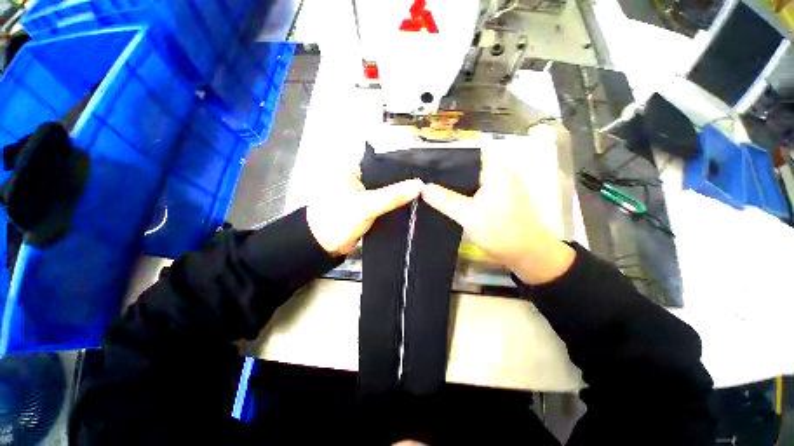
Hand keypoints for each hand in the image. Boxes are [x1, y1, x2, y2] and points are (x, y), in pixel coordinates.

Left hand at [307, 170, 423, 255]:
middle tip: (423, 190)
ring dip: (397, 200)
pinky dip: (392, 210)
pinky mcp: (366, 212)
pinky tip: (407, 210)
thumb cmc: (337, 220)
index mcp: (354, 172)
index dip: (401, 171)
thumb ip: (392, 196)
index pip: (383, 167)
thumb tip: (418, 185)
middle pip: (385, 182)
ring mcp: (363, 198)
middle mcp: (359, 183)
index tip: (421, 176)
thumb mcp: (366, 205)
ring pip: (385, 196)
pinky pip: (383, 208)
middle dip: (401, 187)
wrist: (323, 248)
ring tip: (420, 199)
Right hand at [421, 157, 574, 284]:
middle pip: (467, 167)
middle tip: (424, 180)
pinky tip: (448, 200)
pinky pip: (476, 191)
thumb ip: (445, 200)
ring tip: (431, 188)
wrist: (529, 255)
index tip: (425, 167)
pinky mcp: (499, 198)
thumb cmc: (502, 232)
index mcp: (496, 169)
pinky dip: (463, 194)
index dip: (445, 159)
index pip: (466, 155)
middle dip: (446, 174)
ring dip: (454, 185)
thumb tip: (423, 188)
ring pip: (471, 180)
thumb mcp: (469, 216)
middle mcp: (500, 172)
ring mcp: (501, 186)